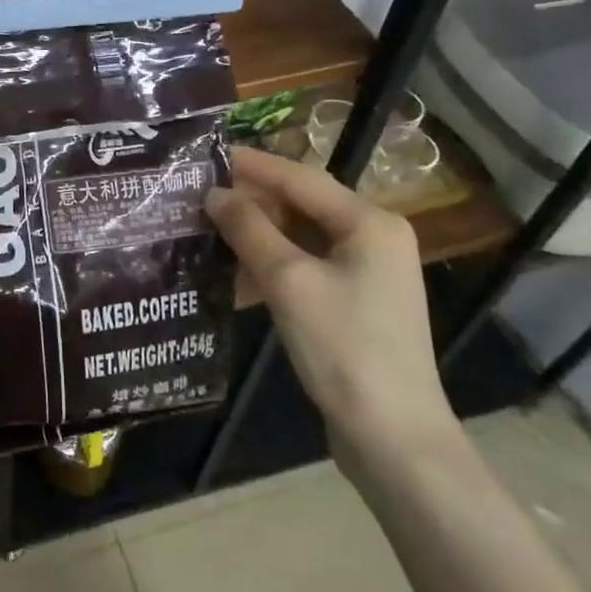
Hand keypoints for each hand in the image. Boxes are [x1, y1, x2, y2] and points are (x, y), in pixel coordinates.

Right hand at [206, 146, 458, 475]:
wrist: (392, 436)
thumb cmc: (344, 348)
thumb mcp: (289, 281)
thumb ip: (249, 230)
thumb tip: (214, 194)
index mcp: (370, 223)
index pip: (301, 178)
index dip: (252, 165)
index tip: (207, 155)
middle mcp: (373, 238)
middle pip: (302, 205)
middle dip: (250, 202)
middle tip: (198, 196)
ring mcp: (366, 273)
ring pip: (299, 238)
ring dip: (255, 235)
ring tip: (206, 231)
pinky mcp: (353, 303)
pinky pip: (304, 267)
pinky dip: (270, 266)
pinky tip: (232, 274)